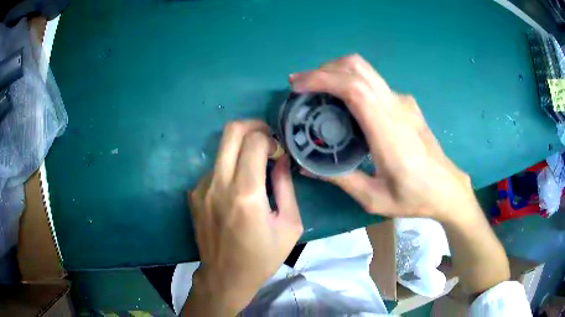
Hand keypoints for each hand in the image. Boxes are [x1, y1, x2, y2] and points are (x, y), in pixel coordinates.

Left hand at [185, 120, 302, 315]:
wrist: (225, 276)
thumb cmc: (262, 257)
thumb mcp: (289, 225)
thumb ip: (285, 186)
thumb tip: (281, 159)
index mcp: (246, 194)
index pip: (255, 141)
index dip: (271, 139)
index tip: (278, 153)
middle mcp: (219, 184)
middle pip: (231, 131)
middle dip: (253, 126)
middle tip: (266, 139)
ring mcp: (201, 188)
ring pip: (222, 149)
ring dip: (240, 151)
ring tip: (253, 171)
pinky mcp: (193, 194)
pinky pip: (214, 169)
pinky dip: (228, 170)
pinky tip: (235, 191)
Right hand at [290, 54, 474, 222]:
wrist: (446, 188)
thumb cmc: (414, 197)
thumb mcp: (373, 198)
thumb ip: (340, 179)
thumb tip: (306, 167)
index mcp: (389, 133)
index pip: (355, 89)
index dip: (323, 79)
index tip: (298, 84)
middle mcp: (397, 108)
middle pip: (358, 68)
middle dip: (324, 69)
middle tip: (301, 85)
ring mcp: (403, 102)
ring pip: (366, 70)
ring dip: (337, 72)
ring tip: (317, 90)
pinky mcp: (406, 104)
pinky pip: (374, 83)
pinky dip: (351, 81)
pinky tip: (344, 102)